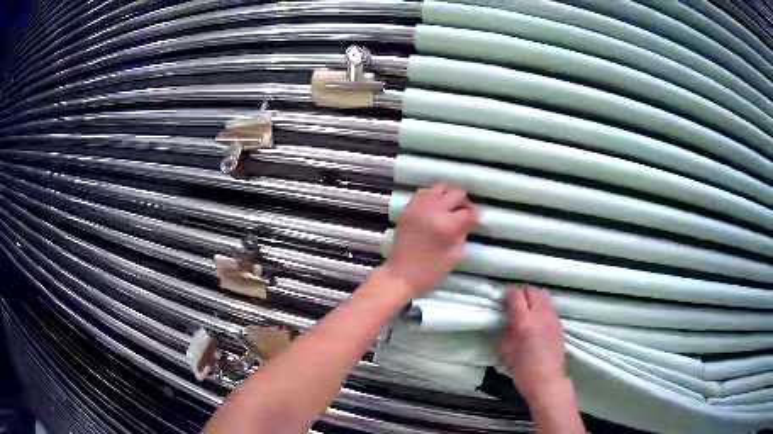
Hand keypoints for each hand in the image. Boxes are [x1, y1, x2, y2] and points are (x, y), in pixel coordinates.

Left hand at [383, 183, 476, 295]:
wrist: (400, 275)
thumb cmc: (430, 271)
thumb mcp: (454, 255)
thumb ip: (463, 234)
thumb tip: (468, 222)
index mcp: (446, 225)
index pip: (468, 212)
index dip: (476, 217)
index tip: (477, 222)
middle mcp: (433, 210)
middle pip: (456, 193)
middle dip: (464, 203)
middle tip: (464, 214)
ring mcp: (418, 207)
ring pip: (440, 188)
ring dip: (448, 197)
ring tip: (449, 209)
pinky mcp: (408, 209)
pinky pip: (424, 193)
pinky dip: (433, 197)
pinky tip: (435, 209)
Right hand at [500, 287, 566, 401]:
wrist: (547, 381)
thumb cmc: (523, 371)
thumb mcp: (507, 351)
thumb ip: (507, 331)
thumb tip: (509, 321)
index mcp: (525, 322)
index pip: (516, 296)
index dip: (508, 295)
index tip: (503, 300)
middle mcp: (541, 315)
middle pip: (533, 291)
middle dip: (523, 294)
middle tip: (515, 304)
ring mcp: (553, 319)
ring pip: (544, 296)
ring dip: (534, 299)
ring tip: (528, 310)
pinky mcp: (560, 324)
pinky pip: (551, 307)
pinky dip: (543, 308)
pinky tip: (538, 320)